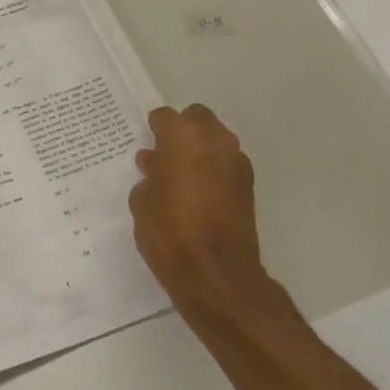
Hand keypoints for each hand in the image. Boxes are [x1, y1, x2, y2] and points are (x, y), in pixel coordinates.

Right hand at [129, 105, 277, 308]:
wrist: (215, 273)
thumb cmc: (169, 232)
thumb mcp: (142, 202)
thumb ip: (149, 175)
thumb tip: (156, 165)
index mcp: (184, 138)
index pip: (166, 117)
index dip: (154, 128)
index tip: (146, 141)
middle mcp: (216, 141)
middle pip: (198, 119)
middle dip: (182, 130)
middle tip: (164, 153)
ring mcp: (237, 163)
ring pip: (216, 140)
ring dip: (199, 149)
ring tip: (179, 175)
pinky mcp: (248, 187)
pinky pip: (226, 164)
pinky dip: (212, 169)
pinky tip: (196, 192)